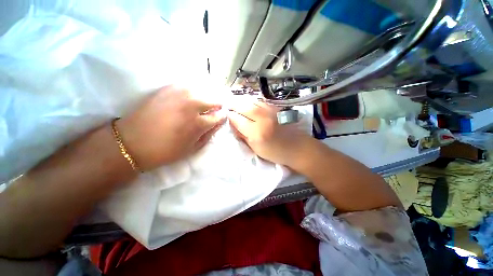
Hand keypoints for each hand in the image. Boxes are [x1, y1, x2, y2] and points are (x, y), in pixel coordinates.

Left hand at [118, 86, 225, 170]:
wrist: (132, 142)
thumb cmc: (166, 150)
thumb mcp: (193, 148)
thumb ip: (209, 134)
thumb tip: (219, 123)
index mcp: (198, 123)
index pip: (219, 116)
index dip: (222, 117)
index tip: (221, 119)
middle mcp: (192, 105)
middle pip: (215, 100)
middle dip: (217, 106)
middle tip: (213, 112)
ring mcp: (180, 94)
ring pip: (204, 91)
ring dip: (207, 98)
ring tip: (203, 105)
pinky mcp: (168, 88)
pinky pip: (189, 86)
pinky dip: (194, 92)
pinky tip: (191, 99)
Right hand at [228, 101, 311, 165]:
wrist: (297, 147)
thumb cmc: (275, 152)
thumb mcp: (255, 148)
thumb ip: (243, 135)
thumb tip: (233, 124)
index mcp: (256, 132)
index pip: (237, 120)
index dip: (230, 116)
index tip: (226, 115)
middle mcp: (262, 119)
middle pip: (243, 107)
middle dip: (233, 105)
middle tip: (228, 106)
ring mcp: (270, 111)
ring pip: (251, 101)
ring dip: (241, 101)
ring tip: (235, 102)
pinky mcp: (276, 108)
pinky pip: (260, 101)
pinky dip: (251, 101)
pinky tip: (248, 103)